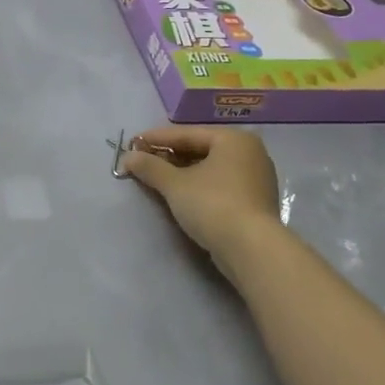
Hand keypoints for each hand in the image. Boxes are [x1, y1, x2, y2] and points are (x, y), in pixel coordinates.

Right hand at [118, 126, 284, 270]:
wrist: (252, 250)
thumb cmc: (213, 205)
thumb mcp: (175, 185)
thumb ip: (150, 167)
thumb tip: (128, 157)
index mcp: (233, 139)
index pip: (187, 134)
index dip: (156, 138)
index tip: (132, 143)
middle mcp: (250, 152)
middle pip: (200, 149)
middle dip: (169, 156)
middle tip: (142, 161)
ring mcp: (256, 178)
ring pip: (210, 168)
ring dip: (182, 172)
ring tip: (156, 178)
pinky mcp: (255, 202)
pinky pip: (220, 184)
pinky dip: (199, 186)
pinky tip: (180, 194)